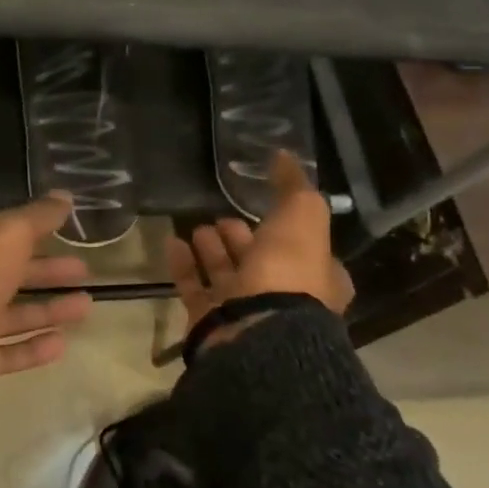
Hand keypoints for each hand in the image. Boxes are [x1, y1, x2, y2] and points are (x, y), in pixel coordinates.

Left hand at [0, 194, 93, 424]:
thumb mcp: (6, 236)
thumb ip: (36, 217)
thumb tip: (64, 195)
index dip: (32, 232)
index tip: (66, 230)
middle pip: (11, 274)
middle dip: (47, 271)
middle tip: (84, 268)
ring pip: (15, 314)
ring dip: (49, 309)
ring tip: (87, 305)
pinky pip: (12, 352)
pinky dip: (36, 346)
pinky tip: (63, 343)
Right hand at [167, 151, 353, 323]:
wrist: (256, 331)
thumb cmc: (288, 273)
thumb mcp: (302, 218)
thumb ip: (294, 188)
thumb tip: (286, 156)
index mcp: (317, 278)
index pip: (303, 249)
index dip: (284, 229)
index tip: (261, 208)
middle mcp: (284, 298)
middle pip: (259, 262)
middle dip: (241, 238)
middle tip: (221, 217)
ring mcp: (245, 312)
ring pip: (226, 275)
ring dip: (212, 250)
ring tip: (197, 227)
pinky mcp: (210, 321)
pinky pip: (194, 287)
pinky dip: (184, 265)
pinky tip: (172, 243)